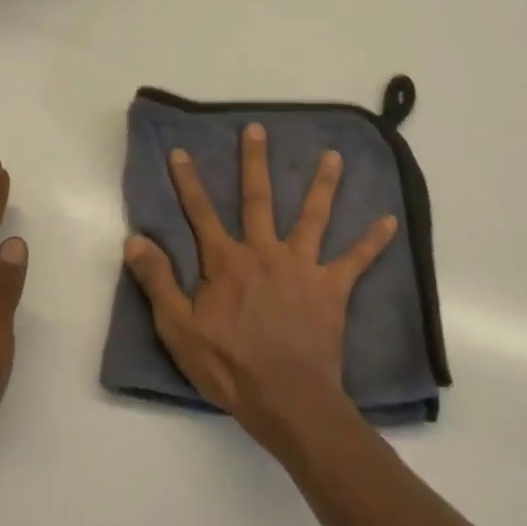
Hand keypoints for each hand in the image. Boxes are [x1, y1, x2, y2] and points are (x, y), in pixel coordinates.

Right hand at [122, 122, 397, 456]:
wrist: (285, 396)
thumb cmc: (228, 366)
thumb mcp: (178, 328)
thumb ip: (157, 281)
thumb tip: (135, 239)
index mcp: (226, 262)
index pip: (200, 214)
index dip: (188, 182)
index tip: (181, 152)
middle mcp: (264, 252)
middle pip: (258, 199)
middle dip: (255, 163)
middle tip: (257, 129)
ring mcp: (302, 267)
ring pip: (312, 217)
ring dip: (323, 185)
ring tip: (334, 156)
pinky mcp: (331, 288)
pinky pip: (356, 260)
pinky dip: (373, 241)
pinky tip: (391, 221)